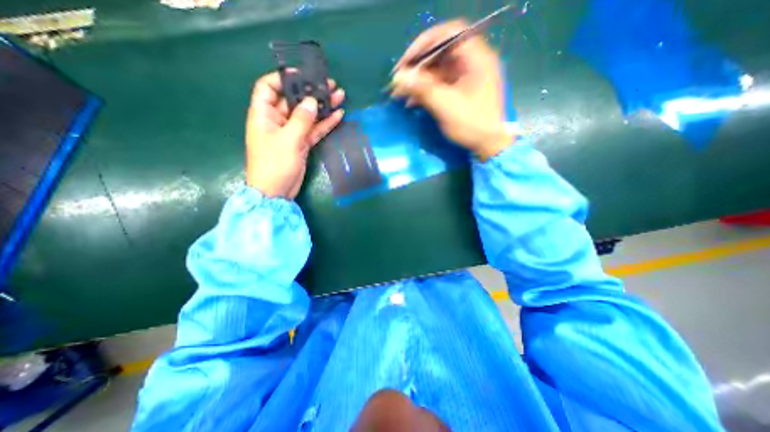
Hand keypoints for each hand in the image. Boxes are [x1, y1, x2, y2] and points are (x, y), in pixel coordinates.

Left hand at [247, 72, 346, 198]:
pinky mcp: (302, 144)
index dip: (283, 78)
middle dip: (311, 92)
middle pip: (294, 100)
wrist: (276, 191)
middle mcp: (277, 120)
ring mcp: (291, 133)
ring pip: (308, 116)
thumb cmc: (275, 164)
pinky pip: (314, 130)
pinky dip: (325, 124)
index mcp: (264, 114)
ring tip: (339, 97)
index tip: (302, 74)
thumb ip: (301, 120)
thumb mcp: (287, 140)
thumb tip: (311, 101)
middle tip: (330, 85)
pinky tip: (338, 116)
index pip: (268, 87)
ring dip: (323, 107)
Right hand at [393, 21, 512, 161]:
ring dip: (418, 81)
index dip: (425, 43)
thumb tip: (399, 76)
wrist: (488, 145)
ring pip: (437, 70)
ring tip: (400, 94)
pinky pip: (439, 84)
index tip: (407, 61)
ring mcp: (465, 77)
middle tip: (399, 80)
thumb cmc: (472, 124)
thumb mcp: (446, 106)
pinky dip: (425, 91)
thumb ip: (423, 89)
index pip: (449, 34)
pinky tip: (411, 102)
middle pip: (440, 53)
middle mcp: (472, 62)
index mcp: (476, 58)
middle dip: (417, 67)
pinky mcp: (460, 90)